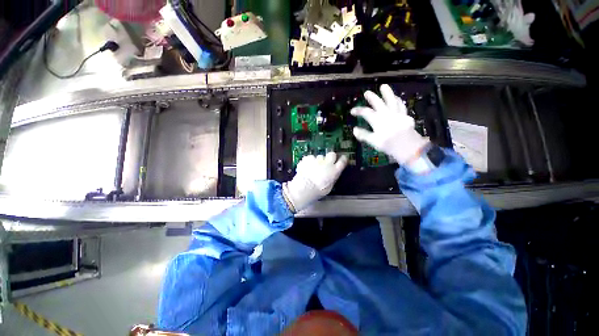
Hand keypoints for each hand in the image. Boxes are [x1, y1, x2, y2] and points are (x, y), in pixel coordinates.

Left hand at [283, 152, 347, 212]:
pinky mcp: (308, 158)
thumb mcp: (329, 188)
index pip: (342, 161)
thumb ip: (332, 179)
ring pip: (320, 156)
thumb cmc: (317, 191)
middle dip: (330, 157)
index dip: (343, 159)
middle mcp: (327, 163)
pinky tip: (306, 167)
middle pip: (332, 154)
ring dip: (318, 161)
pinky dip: (309, 161)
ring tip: (313, 168)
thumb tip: (333, 175)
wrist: (304, 188)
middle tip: (327, 162)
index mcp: (334, 171)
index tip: (342, 159)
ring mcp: (317, 159)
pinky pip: (310, 157)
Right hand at [351, 84, 429, 163]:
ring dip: (387, 93)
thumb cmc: (389, 144)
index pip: (366, 112)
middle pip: (378, 103)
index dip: (358, 110)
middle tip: (367, 92)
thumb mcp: (373, 141)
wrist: (408, 146)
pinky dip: (398, 100)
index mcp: (378, 120)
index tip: (352, 111)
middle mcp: (387, 114)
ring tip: (384, 86)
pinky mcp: (405, 115)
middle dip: (372, 97)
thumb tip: (354, 130)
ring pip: (392, 100)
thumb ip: (364, 135)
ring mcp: (397, 114)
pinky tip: (397, 98)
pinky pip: (401, 105)